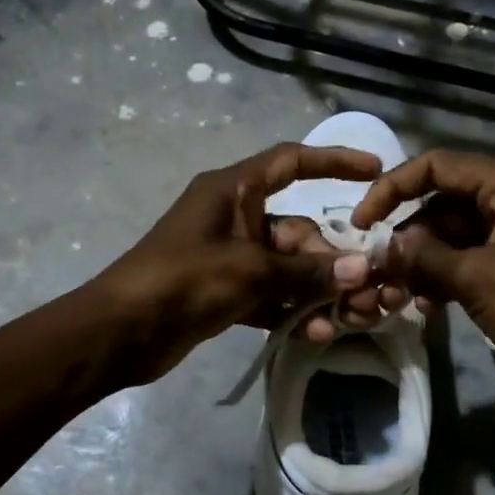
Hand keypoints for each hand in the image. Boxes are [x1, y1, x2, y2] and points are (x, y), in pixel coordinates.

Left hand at [93, 143, 384, 383]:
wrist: (120, 332)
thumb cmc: (183, 281)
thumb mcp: (250, 271)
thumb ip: (306, 271)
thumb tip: (362, 269)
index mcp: (233, 190)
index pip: (291, 162)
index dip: (334, 161)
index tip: (374, 170)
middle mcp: (234, 216)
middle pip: (298, 229)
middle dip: (330, 259)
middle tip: (363, 289)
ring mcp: (230, 256)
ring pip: (287, 267)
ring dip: (315, 291)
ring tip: (345, 319)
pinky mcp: (225, 291)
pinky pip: (270, 294)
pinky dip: (290, 310)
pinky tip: (315, 333)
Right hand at [352, 149, 494, 381]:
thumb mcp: (477, 277)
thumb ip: (425, 256)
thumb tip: (385, 246)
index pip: (438, 166)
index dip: (393, 188)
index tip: (362, 222)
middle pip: (443, 202)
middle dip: (408, 234)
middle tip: (378, 267)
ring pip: (453, 236)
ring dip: (422, 261)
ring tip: (397, 292)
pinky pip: (467, 262)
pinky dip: (443, 278)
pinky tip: (424, 305)